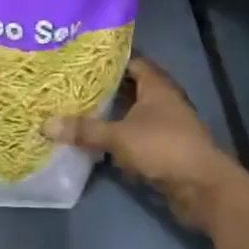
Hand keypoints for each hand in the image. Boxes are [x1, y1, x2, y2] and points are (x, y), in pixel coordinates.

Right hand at [43, 56, 248, 227]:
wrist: (202, 187)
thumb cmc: (163, 147)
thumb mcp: (119, 136)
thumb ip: (85, 130)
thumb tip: (46, 124)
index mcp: (157, 86)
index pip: (132, 62)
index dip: (110, 60)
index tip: (82, 61)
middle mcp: (163, 100)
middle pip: (131, 88)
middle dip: (105, 89)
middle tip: (72, 86)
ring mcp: (166, 126)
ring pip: (133, 114)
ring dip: (112, 115)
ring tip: (78, 111)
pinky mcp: (165, 149)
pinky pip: (136, 137)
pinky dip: (120, 138)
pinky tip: (97, 142)